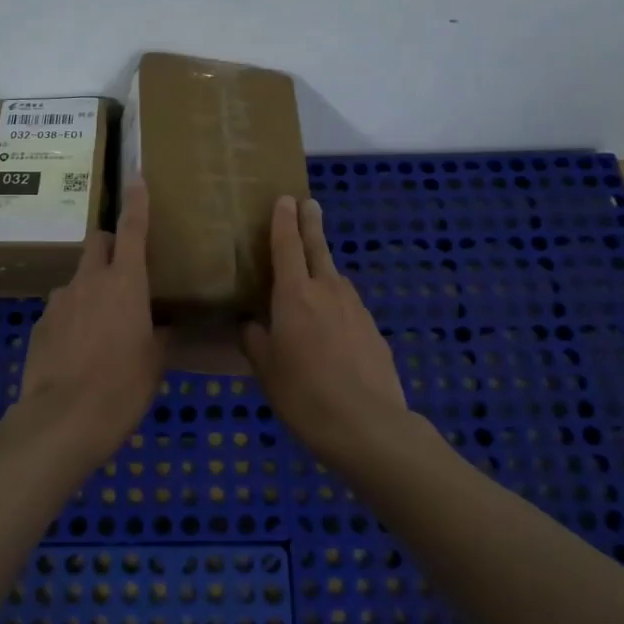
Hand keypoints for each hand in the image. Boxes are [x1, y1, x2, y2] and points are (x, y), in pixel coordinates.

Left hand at [21, 180, 168, 458]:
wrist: (63, 419)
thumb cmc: (122, 386)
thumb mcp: (154, 362)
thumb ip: (159, 335)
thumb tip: (163, 327)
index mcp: (125, 283)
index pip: (132, 229)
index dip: (136, 202)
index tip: (136, 178)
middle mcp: (89, 281)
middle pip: (97, 242)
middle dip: (109, 244)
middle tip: (124, 269)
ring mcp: (60, 300)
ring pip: (77, 278)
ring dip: (90, 287)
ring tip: (101, 323)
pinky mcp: (39, 324)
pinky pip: (61, 308)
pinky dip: (72, 316)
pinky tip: (78, 349)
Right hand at [244, 196, 408, 464]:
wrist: (367, 425)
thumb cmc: (304, 394)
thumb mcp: (266, 369)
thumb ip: (255, 340)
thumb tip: (250, 324)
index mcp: (295, 295)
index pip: (287, 246)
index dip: (283, 221)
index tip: (285, 199)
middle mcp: (327, 291)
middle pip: (318, 248)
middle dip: (311, 224)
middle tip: (309, 204)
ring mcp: (355, 309)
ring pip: (336, 277)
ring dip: (325, 265)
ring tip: (314, 269)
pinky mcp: (373, 330)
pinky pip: (349, 304)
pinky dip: (337, 300)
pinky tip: (332, 320)